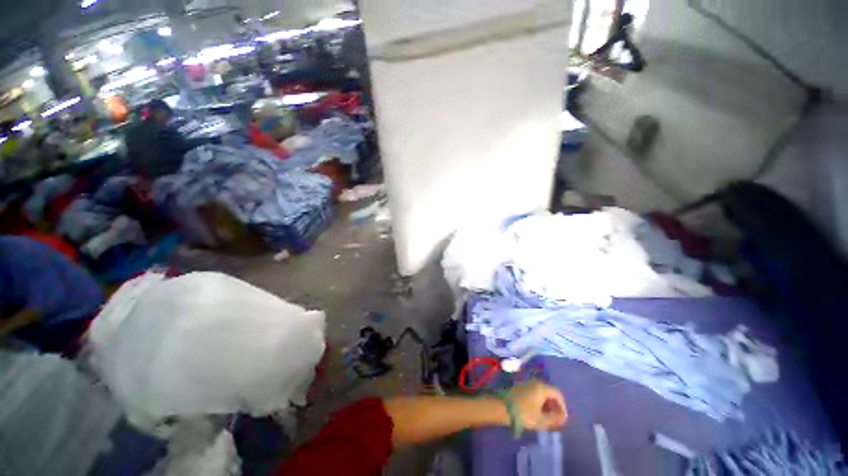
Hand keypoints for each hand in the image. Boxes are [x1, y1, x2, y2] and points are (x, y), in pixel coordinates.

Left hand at [510, 380, 567, 430]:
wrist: (502, 408)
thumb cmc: (524, 414)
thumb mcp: (542, 420)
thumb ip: (554, 418)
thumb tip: (562, 417)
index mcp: (542, 387)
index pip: (558, 394)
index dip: (562, 407)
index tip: (562, 419)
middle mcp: (535, 382)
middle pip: (550, 392)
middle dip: (554, 406)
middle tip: (555, 419)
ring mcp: (527, 383)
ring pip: (541, 392)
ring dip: (547, 404)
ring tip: (547, 417)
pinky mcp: (520, 387)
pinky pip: (534, 392)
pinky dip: (539, 401)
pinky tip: (537, 412)